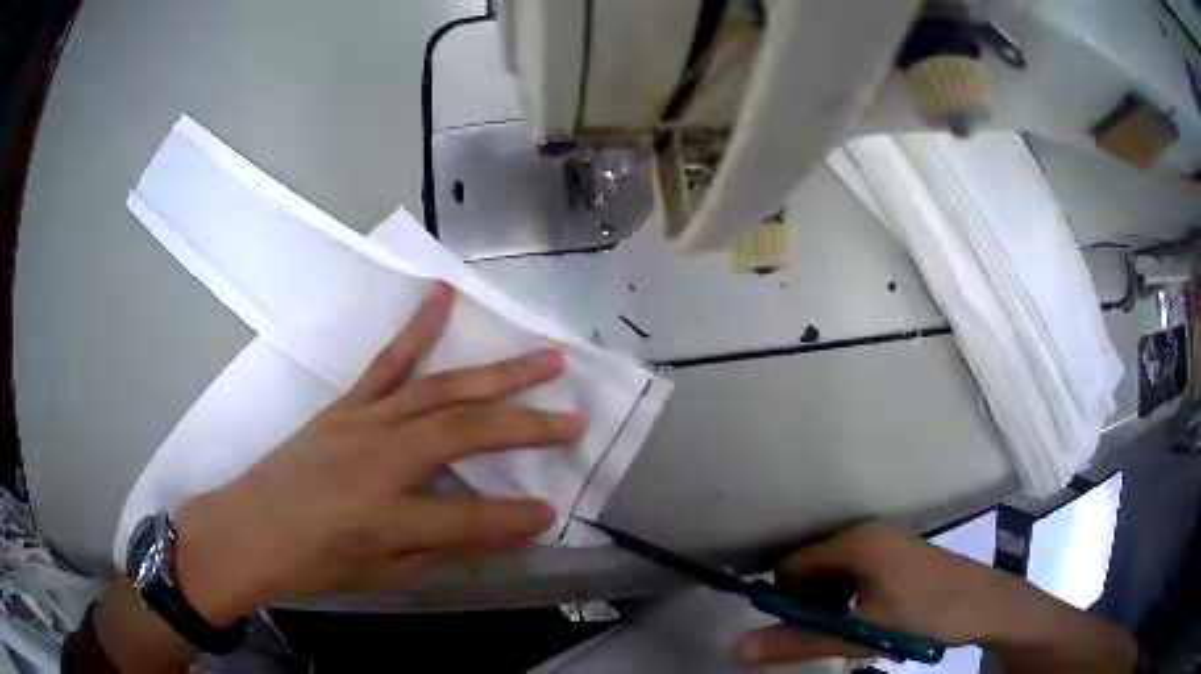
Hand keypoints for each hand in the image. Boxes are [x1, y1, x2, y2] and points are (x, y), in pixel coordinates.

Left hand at [170, 282, 585, 623]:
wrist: (250, 527)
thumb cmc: (315, 563)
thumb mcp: (384, 575)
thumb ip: (446, 550)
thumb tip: (503, 531)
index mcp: (387, 516)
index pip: (471, 517)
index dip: (516, 517)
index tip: (555, 509)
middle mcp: (379, 459)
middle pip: (466, 433)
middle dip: (528, 426)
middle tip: (576, 419)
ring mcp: (362, 421)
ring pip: (441, 389)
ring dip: (498, 373)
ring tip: (546, 360)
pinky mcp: (346, 403)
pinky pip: (388, 361)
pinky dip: (418, 326)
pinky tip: (443, 295)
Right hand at [737, 522, 1138, 673]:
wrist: (984, 604)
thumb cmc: (923, 616)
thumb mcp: (860, 634)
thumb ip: (799, 642)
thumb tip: (740, 647)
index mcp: (854, 542)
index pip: (791, 566)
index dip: (784, 601)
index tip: (797, 631)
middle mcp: (865, 531)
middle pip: (811, 566)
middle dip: (809, 602)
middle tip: (830, 632)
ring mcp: (885, 537)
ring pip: (833, 569)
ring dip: (829, 601)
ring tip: (851, 626)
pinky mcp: (897, 548)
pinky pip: (855, 567)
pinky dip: (849, 593)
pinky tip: (869, 614)